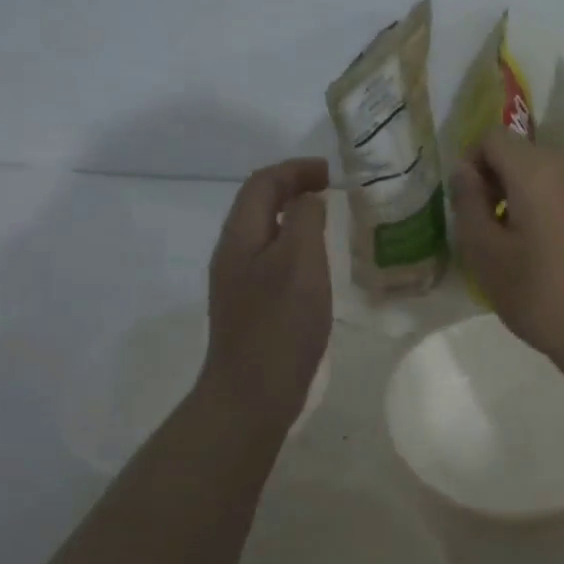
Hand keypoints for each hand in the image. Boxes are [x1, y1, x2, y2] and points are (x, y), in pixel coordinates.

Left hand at [200, 158, 332, 429]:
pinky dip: (293, 246)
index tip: (330, 172)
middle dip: (292, 188)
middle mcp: (232, 254)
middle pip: (257, 204)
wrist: (252, 393)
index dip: (295, 169)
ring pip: (264, 233)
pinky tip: (314, 265)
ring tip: (326, 219)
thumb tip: (307, 200)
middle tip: (329, 190)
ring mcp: (237, 283)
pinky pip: (271, 259)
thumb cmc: (280, 323)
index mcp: (240, 237)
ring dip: (293, 217)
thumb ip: (305, 221)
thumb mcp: (300, 261)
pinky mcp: (250, 307)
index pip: (262, 183)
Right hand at [451, 130, 563, 374]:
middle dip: (499, 179)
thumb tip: (464, 171)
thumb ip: (468, 204)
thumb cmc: (541, 298)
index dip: (472, 163)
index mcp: (539, 172)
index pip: (494, 137)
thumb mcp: (486, 256)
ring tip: (522, 242)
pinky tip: (554, 251)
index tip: (470, 205)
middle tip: (490, 227)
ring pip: (550, 173)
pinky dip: (554, 206)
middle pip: (524, 153)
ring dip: (526, 194)